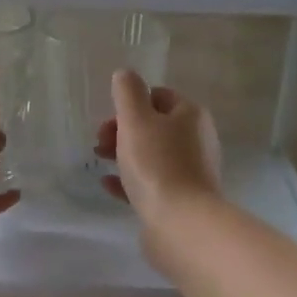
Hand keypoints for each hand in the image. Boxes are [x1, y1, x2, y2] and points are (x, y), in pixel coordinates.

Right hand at [96, 70, 223, 231]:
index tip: (108, 120)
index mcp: (190, 115)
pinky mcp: (181, 199)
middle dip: (123, 130)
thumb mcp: (136, 120)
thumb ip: (128, 93)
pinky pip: (151, 183)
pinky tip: (109, 185)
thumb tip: (125, 74)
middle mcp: (196, 140)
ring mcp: (191, 172)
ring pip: (151, 155)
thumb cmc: (157, 164)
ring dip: (124, 155)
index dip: (130, 104)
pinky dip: (129, 180)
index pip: (159, 96)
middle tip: (100, 143)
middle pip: (154, 126)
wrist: (180, 222)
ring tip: (100, 162)